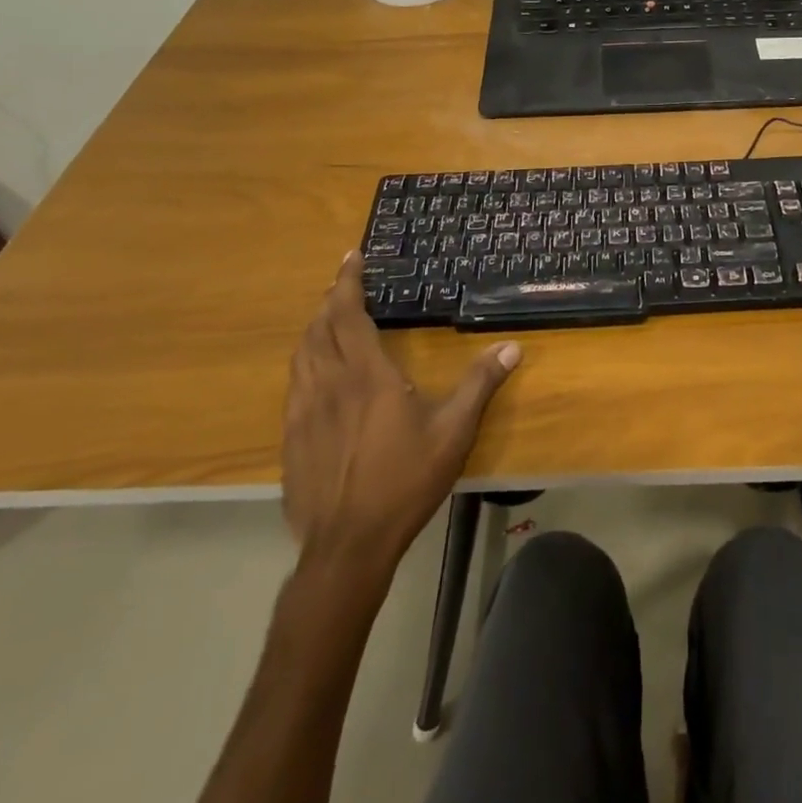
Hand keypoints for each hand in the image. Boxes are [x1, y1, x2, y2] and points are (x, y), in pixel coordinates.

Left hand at [282, 252, 520, 562]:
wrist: (347, 546)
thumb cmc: (404, 482)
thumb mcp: (453, 431)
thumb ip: (479, 384)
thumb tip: (511, 347)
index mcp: (366, 375)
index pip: (348, 314)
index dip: (348, 281)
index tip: (352, 256)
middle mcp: (328, 384)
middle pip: (319, 328)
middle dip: (330, 300)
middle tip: (344, 284)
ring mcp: (303, 412)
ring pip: (301, 355)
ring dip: (313, 329)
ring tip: (327, 319)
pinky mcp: (290, 438)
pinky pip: (294, 385)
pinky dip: (305, 363)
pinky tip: (316, 375)